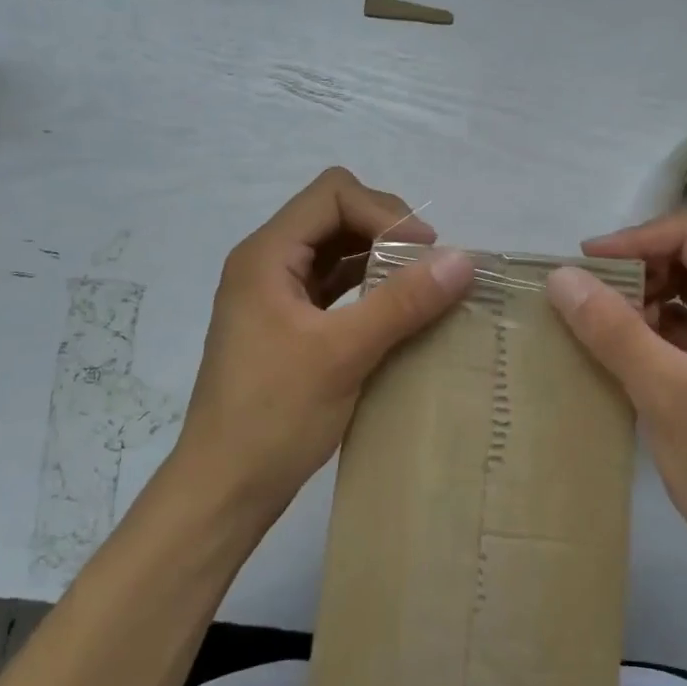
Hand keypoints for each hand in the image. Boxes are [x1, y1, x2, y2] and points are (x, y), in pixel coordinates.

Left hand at [173, 168, 474, 525]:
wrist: (223, 491)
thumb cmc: (274, 417)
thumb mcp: (344, 354)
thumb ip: (403, 302)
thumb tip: (463, 260)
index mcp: (267, 255)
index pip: (333, 194)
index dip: (384, 212)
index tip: (423, 252)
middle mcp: (267, 262)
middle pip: (334, 213)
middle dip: (384, 229)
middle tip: (426, 266)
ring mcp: (274, 293)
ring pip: (335, 248)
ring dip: (378, 257)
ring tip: (419, 285)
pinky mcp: (286, 323)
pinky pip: (332, 284)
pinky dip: (366, 286)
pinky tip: (396, 309)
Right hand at [544, 210, 686, 562]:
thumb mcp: (661, 391)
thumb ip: (611, 328)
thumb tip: (561, 277)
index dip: (639, 237)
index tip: (589, 263)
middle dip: (642, 260)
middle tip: (593, 286)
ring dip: (649, 289)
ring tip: (605, 315)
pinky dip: (658, 319)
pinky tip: (625, 341)